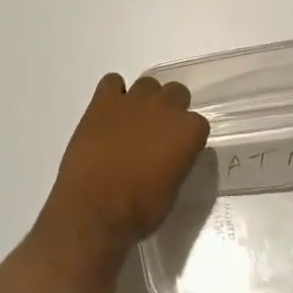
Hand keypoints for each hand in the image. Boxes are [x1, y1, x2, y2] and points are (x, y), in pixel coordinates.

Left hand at [38, 74, 209, 263]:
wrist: (94, 209)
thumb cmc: (139, 210)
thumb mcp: (172, 191)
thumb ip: (177, 162)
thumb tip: (169, 156)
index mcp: (187, 131)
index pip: (198, 123)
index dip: (187, 138)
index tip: (178, 151)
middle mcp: (165, 107)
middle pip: (177, 93)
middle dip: (171, 110)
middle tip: (157, 133)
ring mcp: (133, 100)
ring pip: (148, 83)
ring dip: (144, 100)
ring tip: (132, 122)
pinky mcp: (103, 101)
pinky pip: (112, 82)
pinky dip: (112, 93)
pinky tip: (109, 113)